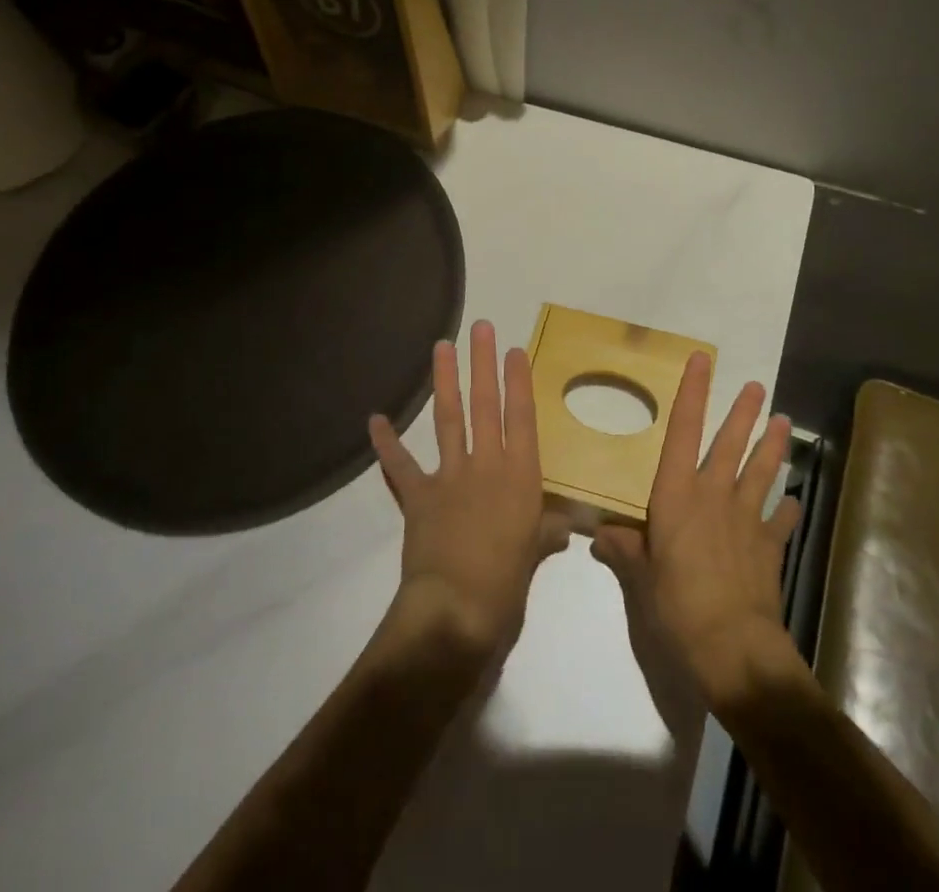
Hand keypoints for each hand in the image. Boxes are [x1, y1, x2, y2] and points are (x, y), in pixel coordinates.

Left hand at [369, 320, 569, 663]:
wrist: (457, 611)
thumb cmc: (508, 585)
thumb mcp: (538, 555)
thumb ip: (548, 532)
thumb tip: (564, 526)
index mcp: (521, 476)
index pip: (521, 417)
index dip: (518, 381)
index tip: (514, 349)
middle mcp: (487, 465)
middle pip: (485, 405)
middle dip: (483, 363)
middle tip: (480, 328)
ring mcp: (450, 476)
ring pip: (448, 419)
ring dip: (445, 381)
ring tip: (441, 347)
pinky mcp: (419, 495)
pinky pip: (400, 466)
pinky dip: (387, 444)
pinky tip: (375, 419)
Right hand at [592, 353, 801, 714]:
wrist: (731, 646)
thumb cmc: (676, 604)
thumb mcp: (639, 578)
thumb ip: (623, 550)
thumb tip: (600, 536)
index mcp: (677, 494)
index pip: (683, 431)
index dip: (692, 393)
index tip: (702, 361)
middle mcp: (713, 495)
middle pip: (731, 444)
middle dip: (743, 413)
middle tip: (757, 388)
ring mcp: (746, 519)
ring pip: (762, 471)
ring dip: (773, 445)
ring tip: (783, 421)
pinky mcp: (768, 547)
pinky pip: (779, 520)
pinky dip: (785, 508)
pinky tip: (792, 500)